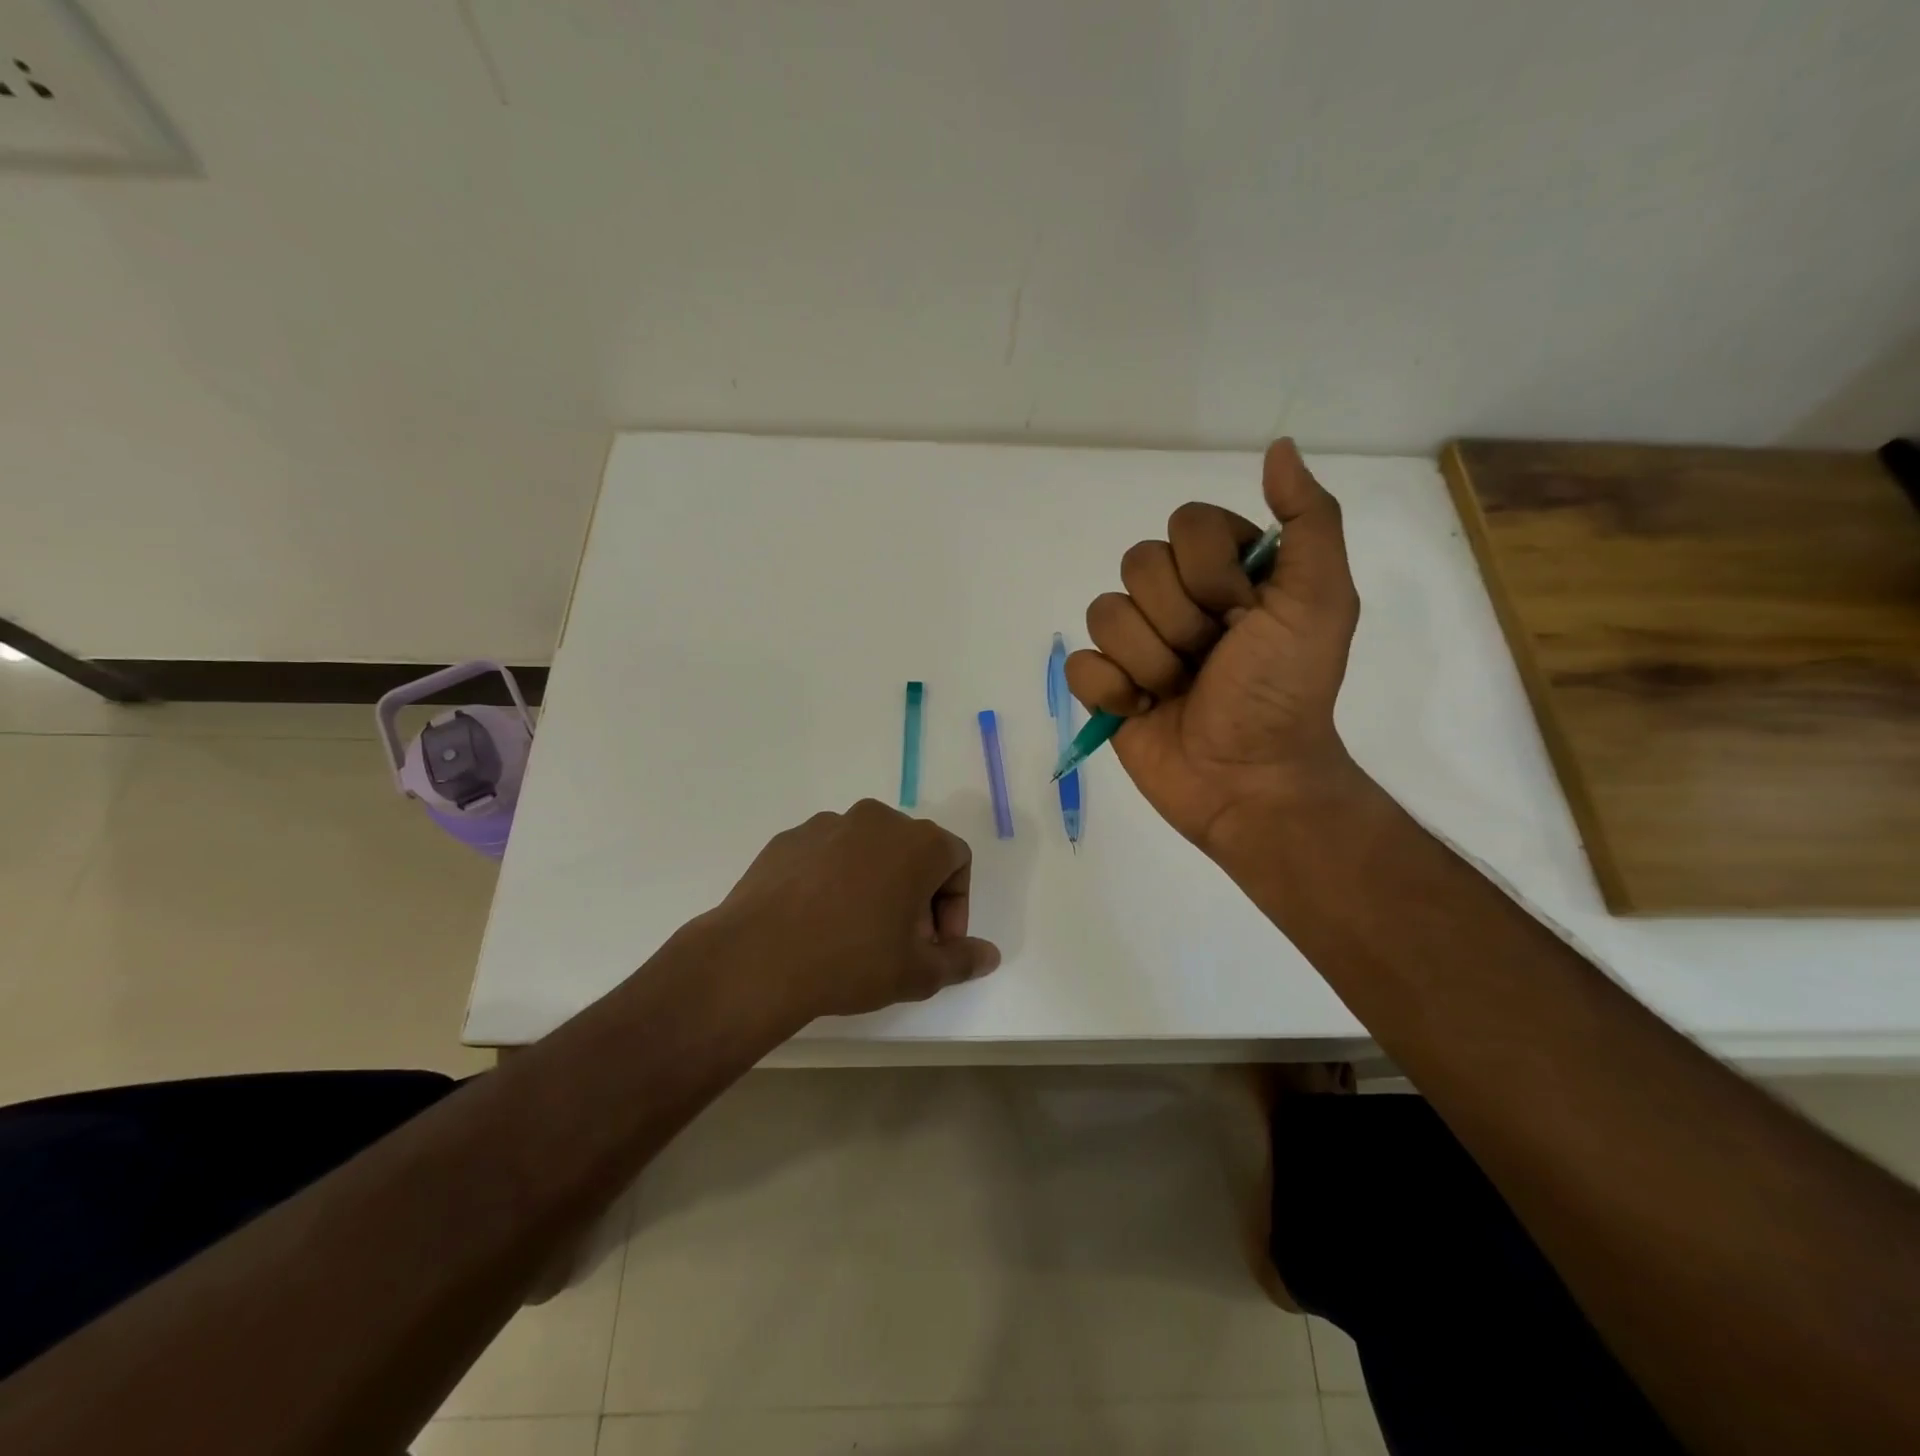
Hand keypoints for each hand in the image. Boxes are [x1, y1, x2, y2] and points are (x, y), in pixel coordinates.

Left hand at [709, 800, 1000, 1022]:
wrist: (758, 958)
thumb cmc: (852, 960)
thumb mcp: (917, 973)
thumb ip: (961, 960)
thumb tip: (990, 955)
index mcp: (917, 842)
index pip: (957, 861)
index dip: (955, 905)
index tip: (935, 943)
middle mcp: (876, 819)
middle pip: (913, 852)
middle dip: (917, 895)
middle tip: (901, 942)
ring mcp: (828, 824)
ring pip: (868, 851)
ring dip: (876, 885)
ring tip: (856, 933)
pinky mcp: (789, 838)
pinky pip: (827, 855)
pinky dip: (834, 881)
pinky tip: (817, 921)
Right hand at [1064, 439, 1368, 852]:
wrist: (1249, 779)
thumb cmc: (1285, 691)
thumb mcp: (1319, 602)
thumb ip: (1308, 522)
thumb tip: (1277, 447)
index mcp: (1223, 573)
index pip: (1185, 525)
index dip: (1208, 570)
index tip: (1243, 614)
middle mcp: (1176, 600)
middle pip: (1137, 565)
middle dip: (1179, 621)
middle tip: (1211, 659)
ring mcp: (1137, 645)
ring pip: (1104, 613)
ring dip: (1149, 660)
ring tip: (1179, 691)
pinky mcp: (1106, 688)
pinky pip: (1081, 664)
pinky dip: (1111, 690)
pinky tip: (1143, 710)